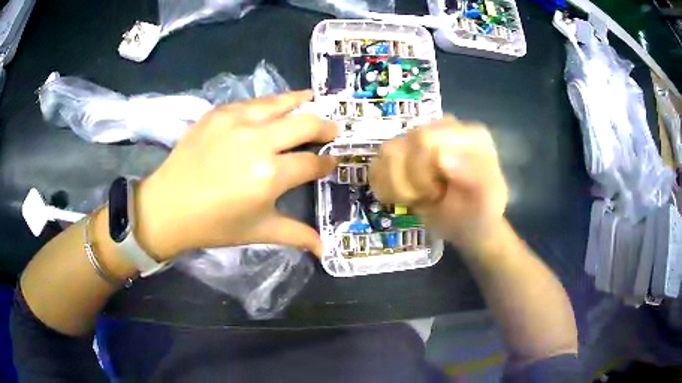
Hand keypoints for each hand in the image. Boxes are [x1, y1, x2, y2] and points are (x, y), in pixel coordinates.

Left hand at [134, 90, 336, 259]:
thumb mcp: (258, 231)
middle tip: (332, 129)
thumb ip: (296, 234)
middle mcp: (258, 141)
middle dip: (325, 127)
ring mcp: (236, 121)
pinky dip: (270, 104)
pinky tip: (275, 107)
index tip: (332, 162)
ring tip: (314, 99)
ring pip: (280, 103)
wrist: (168, 207)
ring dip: (301, 102)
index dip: (327, 162)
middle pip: (305, 124)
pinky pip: (252, 102)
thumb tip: (325, 250)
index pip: (311, 163)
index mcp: (270, 175)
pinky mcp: (218, 113)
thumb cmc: (214, 225)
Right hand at [369, 116, 507, 250]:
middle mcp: (442, 128)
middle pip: (401, 146)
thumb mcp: (487, 201)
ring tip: (420, 196)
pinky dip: (386, 187)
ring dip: (399, 186)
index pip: (424, 139)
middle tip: (432, 195)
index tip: (440, 193)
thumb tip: (441, 157)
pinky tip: (406, 195)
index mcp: (467, 134)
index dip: (422, 173)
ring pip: (386, 153)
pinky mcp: (403, 153)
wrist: (467, 226)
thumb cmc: (479, 213)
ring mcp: (421, 139)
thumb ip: (473, 176)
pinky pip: (377, 165)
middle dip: (411, 182)